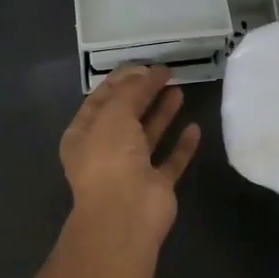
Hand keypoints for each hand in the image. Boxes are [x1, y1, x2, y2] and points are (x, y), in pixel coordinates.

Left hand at [59, 65, 202, 243]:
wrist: (125, 214)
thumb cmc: (110, 158)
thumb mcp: (114, 114)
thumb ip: (132, 91)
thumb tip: (148, 72)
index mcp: (84, 134)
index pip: (101, 99)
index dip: (122, 80)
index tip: (144, 64)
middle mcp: (105, 151)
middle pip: (126, 115)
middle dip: (143, 93)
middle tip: (166, 72)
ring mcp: (131, 170)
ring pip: (148, 136)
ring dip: (162, 114)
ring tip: (180, 90)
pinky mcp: (156, 186)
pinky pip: (170, 161)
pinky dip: (181, 146)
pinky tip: (194, 128)